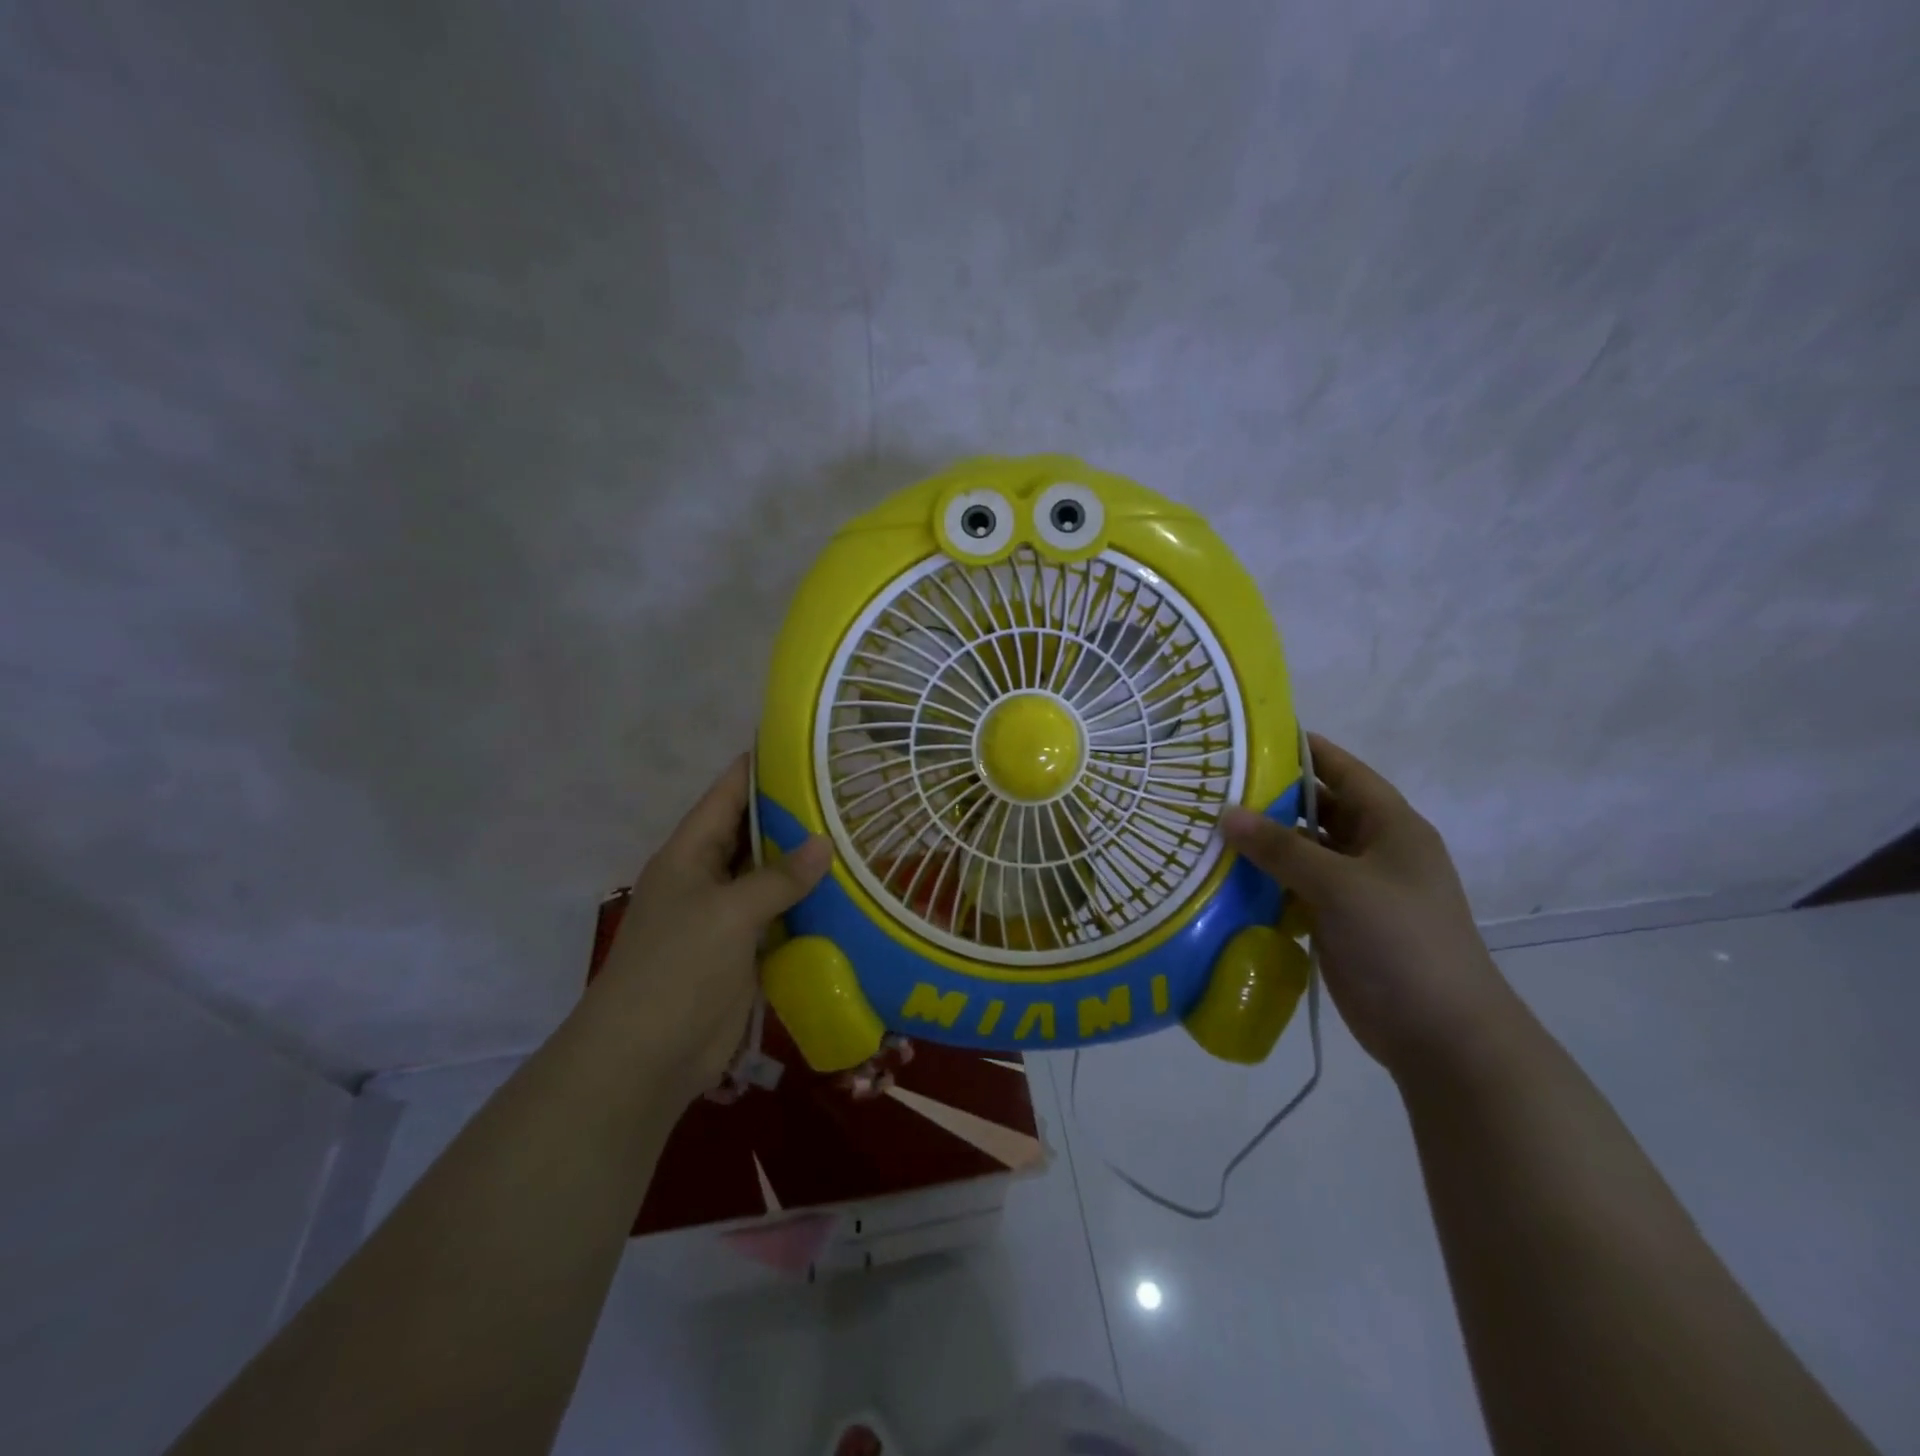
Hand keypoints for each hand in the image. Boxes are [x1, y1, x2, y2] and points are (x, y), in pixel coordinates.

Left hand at [593, 755, 832, 1100]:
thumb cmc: (677, 969)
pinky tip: (848, 895)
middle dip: (795, 814)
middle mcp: (707, 876)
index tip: (807, 746)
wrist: (645, 1058)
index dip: (762, 766)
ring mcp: (726, 916)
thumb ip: (778, 878)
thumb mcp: (728, 914)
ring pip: (771, 876)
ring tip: (860, 837)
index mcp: (690, 853)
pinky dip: (808, 906)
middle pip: (754, 832)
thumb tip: (826, 843)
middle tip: (850, 793)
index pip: (728, 793)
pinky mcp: (744, 950)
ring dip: (806, 863)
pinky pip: (780, 916)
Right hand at [1221, 733, 1520, 1081]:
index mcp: (1391, 826)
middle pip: (1316, 810)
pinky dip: (1264, 881)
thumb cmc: (1402, 942)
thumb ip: (1282, 848)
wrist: (1441, 1034)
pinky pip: (1293, 888)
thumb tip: (1226, 813)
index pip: (1342, 771)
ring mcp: (1354, 888)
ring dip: (1262, 843)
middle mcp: (1372, 850)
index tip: (1250, 736)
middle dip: (1269, 798)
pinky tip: (1223, 876)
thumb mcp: (1341, 885)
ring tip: (1206, 826)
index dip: (1302, 749)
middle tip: (1212, 785)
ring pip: (1301, 851)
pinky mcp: (1336, 921)